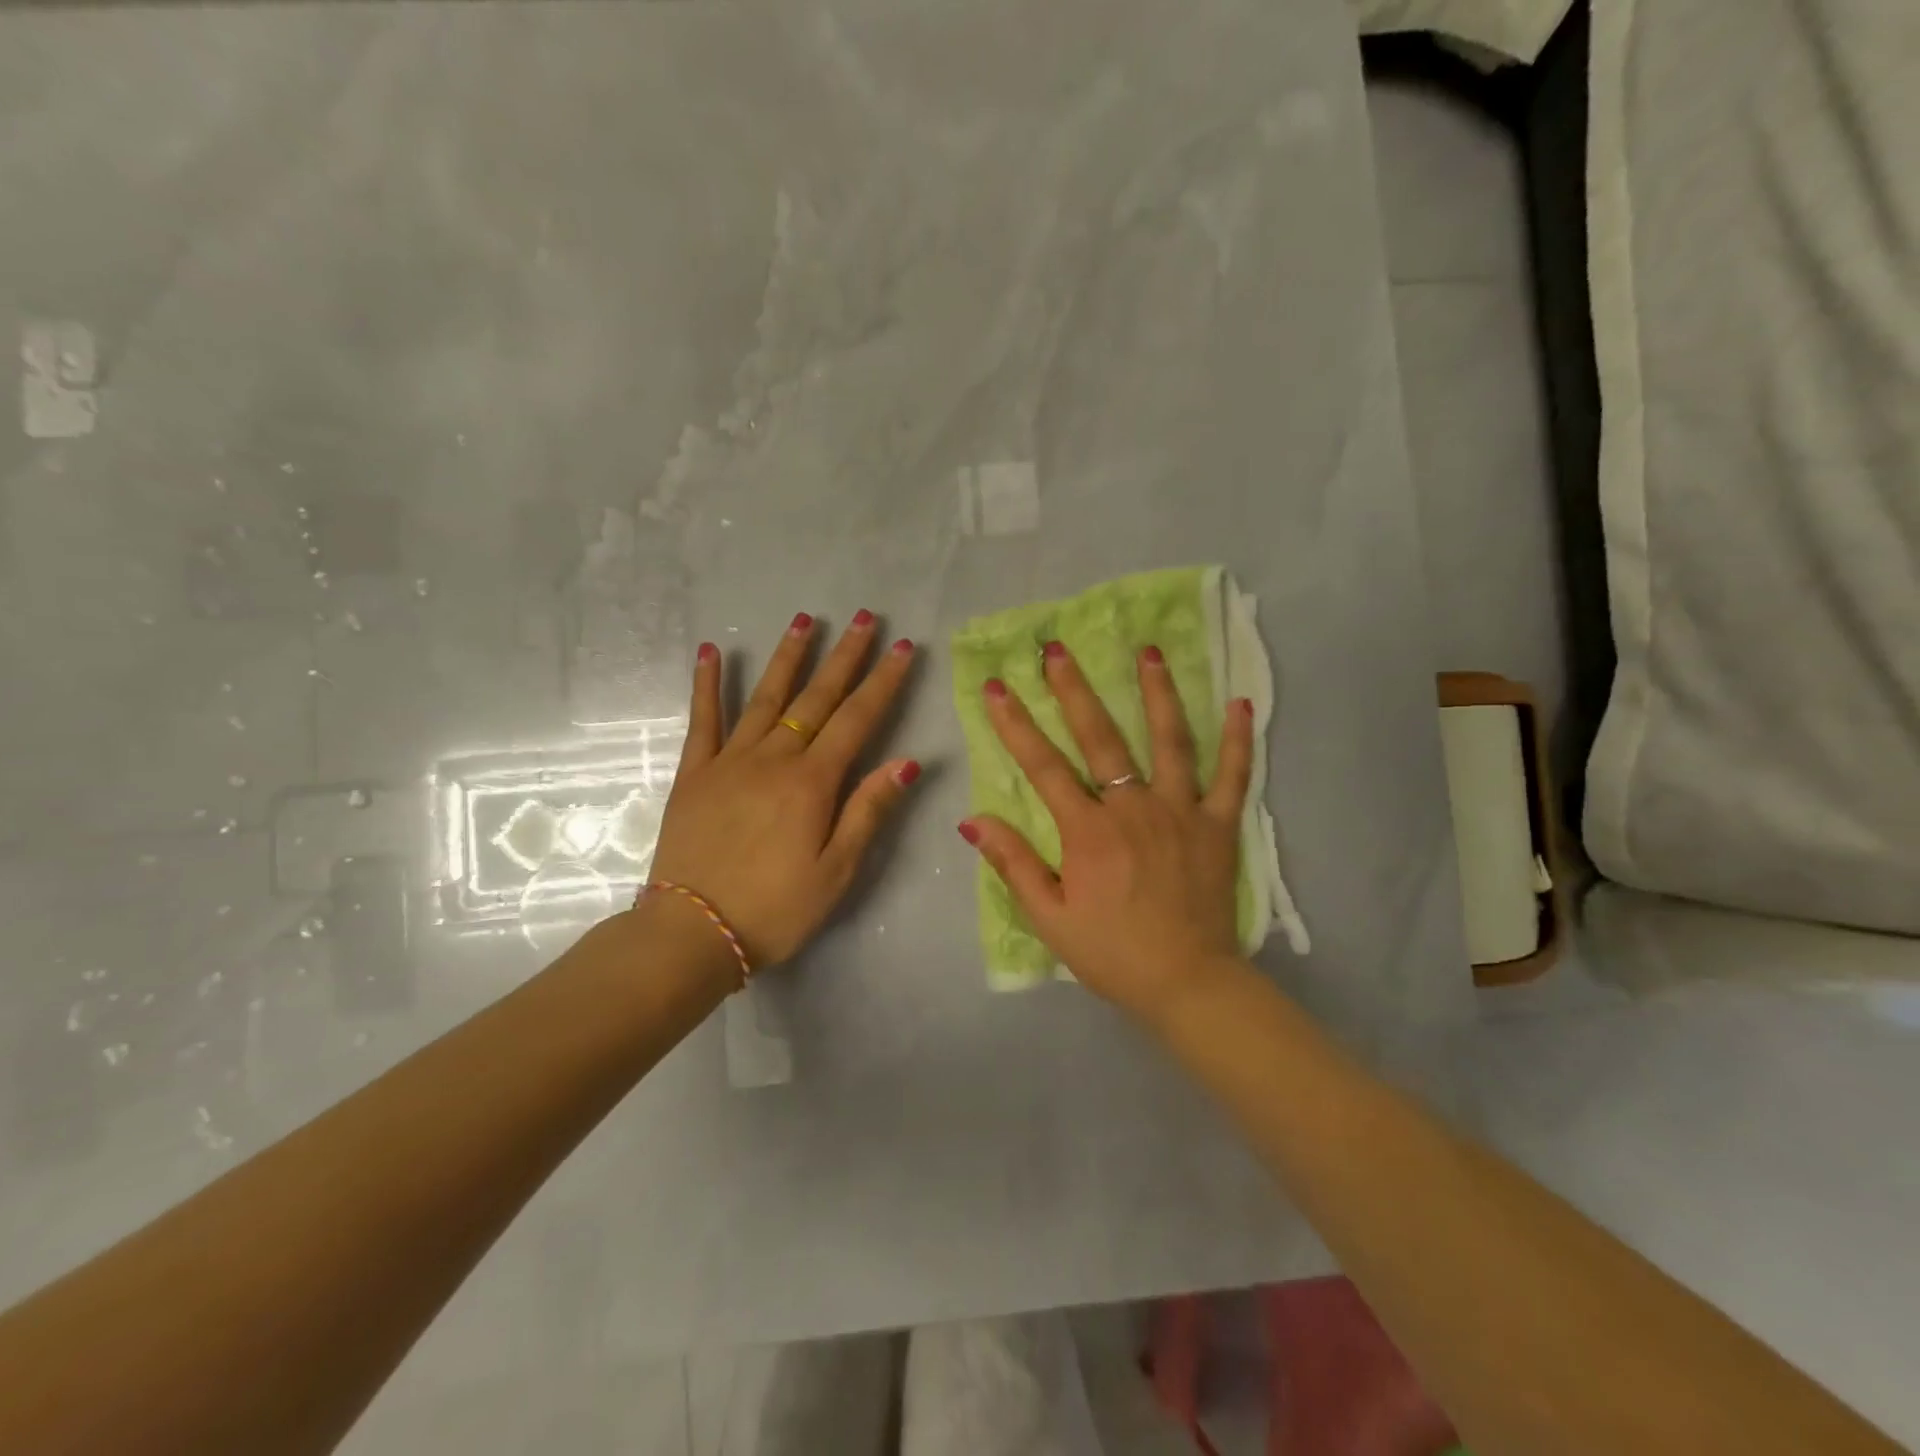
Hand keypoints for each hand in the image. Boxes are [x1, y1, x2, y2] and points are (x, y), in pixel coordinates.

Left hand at [649, 611, 919, 968]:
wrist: (692, 932)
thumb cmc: (775, 909)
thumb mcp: (836, 871)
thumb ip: (869, 811)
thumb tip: (907, 761)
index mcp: (812, 783)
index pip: (857, 719)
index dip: (883, 682)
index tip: (902, 648)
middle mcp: (773, 758)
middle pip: (817, 698)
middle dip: (845, 656)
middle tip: (866, 618)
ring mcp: (729, 761)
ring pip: (766, 697)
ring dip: (789, 657)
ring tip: (806, 620)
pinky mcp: (695, 773)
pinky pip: (702, 720)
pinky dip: (707, 684)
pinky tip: (711, 652)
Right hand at [959, 642, 1254, 1021]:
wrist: (1187, 984)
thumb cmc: (1112, 953)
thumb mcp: (1049, 918)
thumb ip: (1014, 864)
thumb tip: (973, 820)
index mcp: (1089, 832)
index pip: (1044, 766)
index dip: (1016, 725)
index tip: (998, 687)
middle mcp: (1134, 808)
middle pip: (1101, 738)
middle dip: (1074, 690)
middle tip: (1057, 649)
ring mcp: (1182, 812)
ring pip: (1170, 741)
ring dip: (1157, 693)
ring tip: (1147, 651)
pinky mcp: (1219, 826)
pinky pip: (1232, 775)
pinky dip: (1238, 738)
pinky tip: (1241, 702)